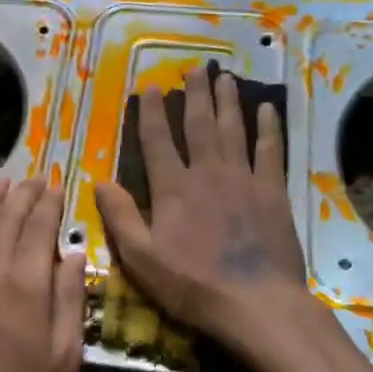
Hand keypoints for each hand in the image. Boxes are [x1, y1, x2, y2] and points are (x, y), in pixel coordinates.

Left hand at [0, 176, 86, 371]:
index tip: (57, 183)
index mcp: (24, 284)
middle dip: (22, 194)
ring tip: (2, 182)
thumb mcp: (64, 355)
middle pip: (5, 220)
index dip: (48, 202)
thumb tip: (72, 253)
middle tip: (34, 175)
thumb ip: (70, 298)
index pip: (38, 227)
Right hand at [95, 65, 312, 352]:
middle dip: (195, 94)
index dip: (151, 112)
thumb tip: (100, 181)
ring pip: (233, 130)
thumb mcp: (142, 259)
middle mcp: (207, 173)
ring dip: (228, 101)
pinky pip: (270, 151)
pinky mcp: (272, 192)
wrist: (256, 303)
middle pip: (199, 125)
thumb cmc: (193, 285)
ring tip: (225, 76)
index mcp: (173, 189)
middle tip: (194, 68)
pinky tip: (267, 109)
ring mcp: (243, 179)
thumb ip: (121, 217)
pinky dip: (268, 129)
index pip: (158, 140)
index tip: (150, 87)